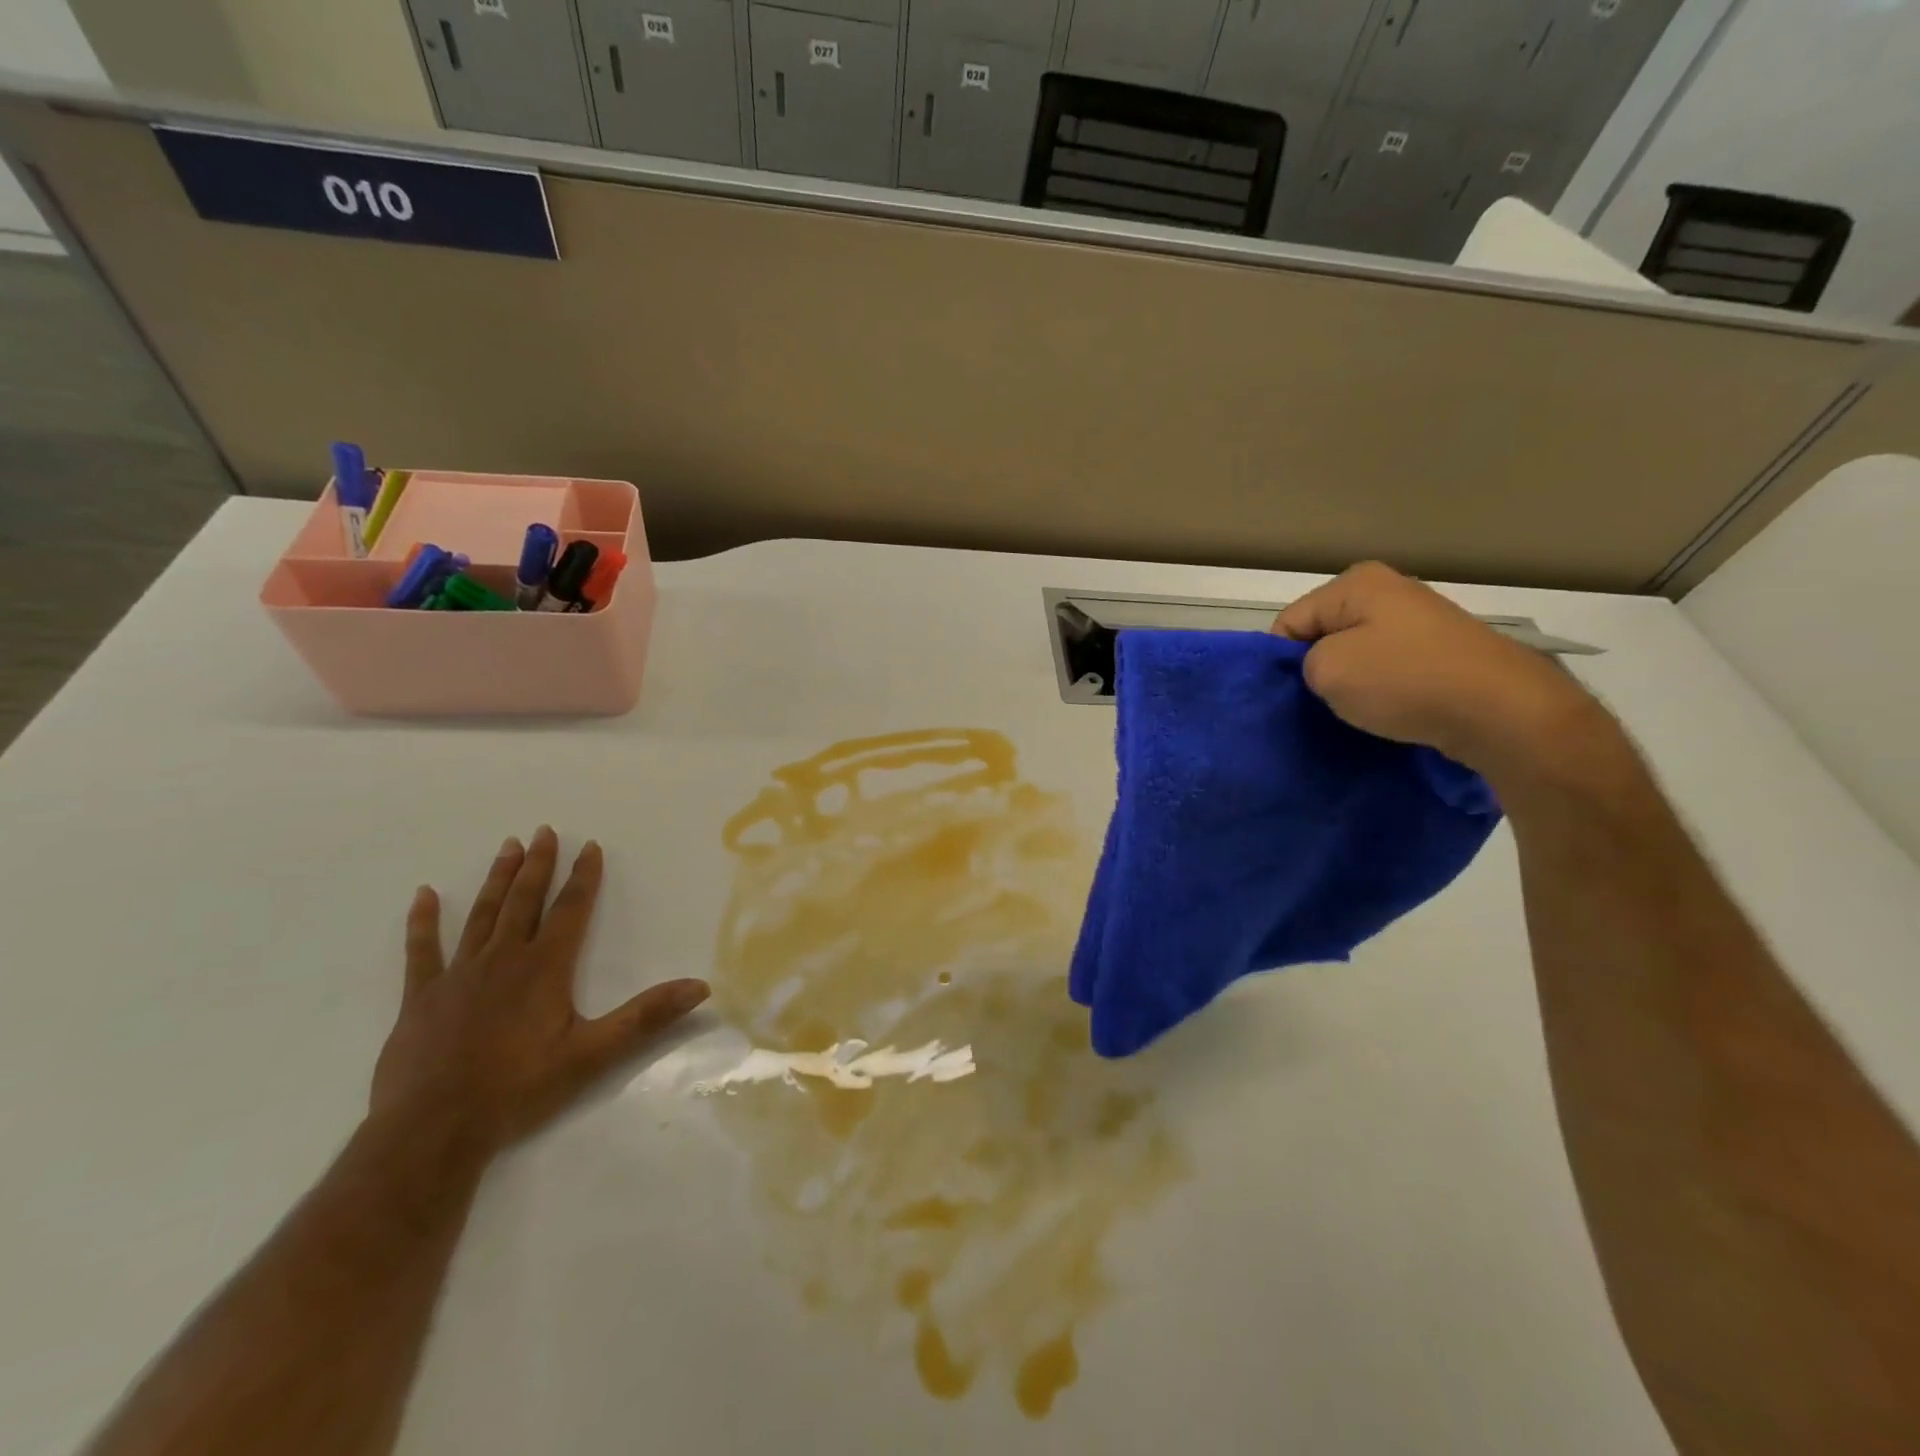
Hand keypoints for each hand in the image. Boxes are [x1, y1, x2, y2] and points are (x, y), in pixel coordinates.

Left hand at [371, 827, 709, 1157]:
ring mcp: (458, 975)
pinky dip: (423, 921)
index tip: (589, 845)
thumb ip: (646, 1016)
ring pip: (483, 915)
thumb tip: (700, 986)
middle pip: (525, 901)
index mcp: (545, 968)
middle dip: (538, 864)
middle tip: (543, 831)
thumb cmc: (518, 1088)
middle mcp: (503, 959)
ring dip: (498, 880)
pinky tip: (424, 895)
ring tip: (507, 847)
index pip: (570, 910)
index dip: (583, 877)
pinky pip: (422, 950)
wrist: (432, 1130)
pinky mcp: (421, 997)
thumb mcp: (593, 1053)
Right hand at [1271, 562, 1606, 781]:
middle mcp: (1389, 591)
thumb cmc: (1403, 681)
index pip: (1290, 622)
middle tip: (1319, 703)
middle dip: (1317, 668)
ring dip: (1350, 682)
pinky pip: (1390, 668)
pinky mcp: (1443, 652)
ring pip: (1358, 653)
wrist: (1502, 711)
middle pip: (1326, 634)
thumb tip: (1321, 667)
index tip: (1290, 694)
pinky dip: (1382, 690)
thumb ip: (1303, 663)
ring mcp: (1421, 620)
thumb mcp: (1326, 670)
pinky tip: (1387, 711)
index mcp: (1356, 583)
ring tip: (1355, 710)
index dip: (1280, 660)